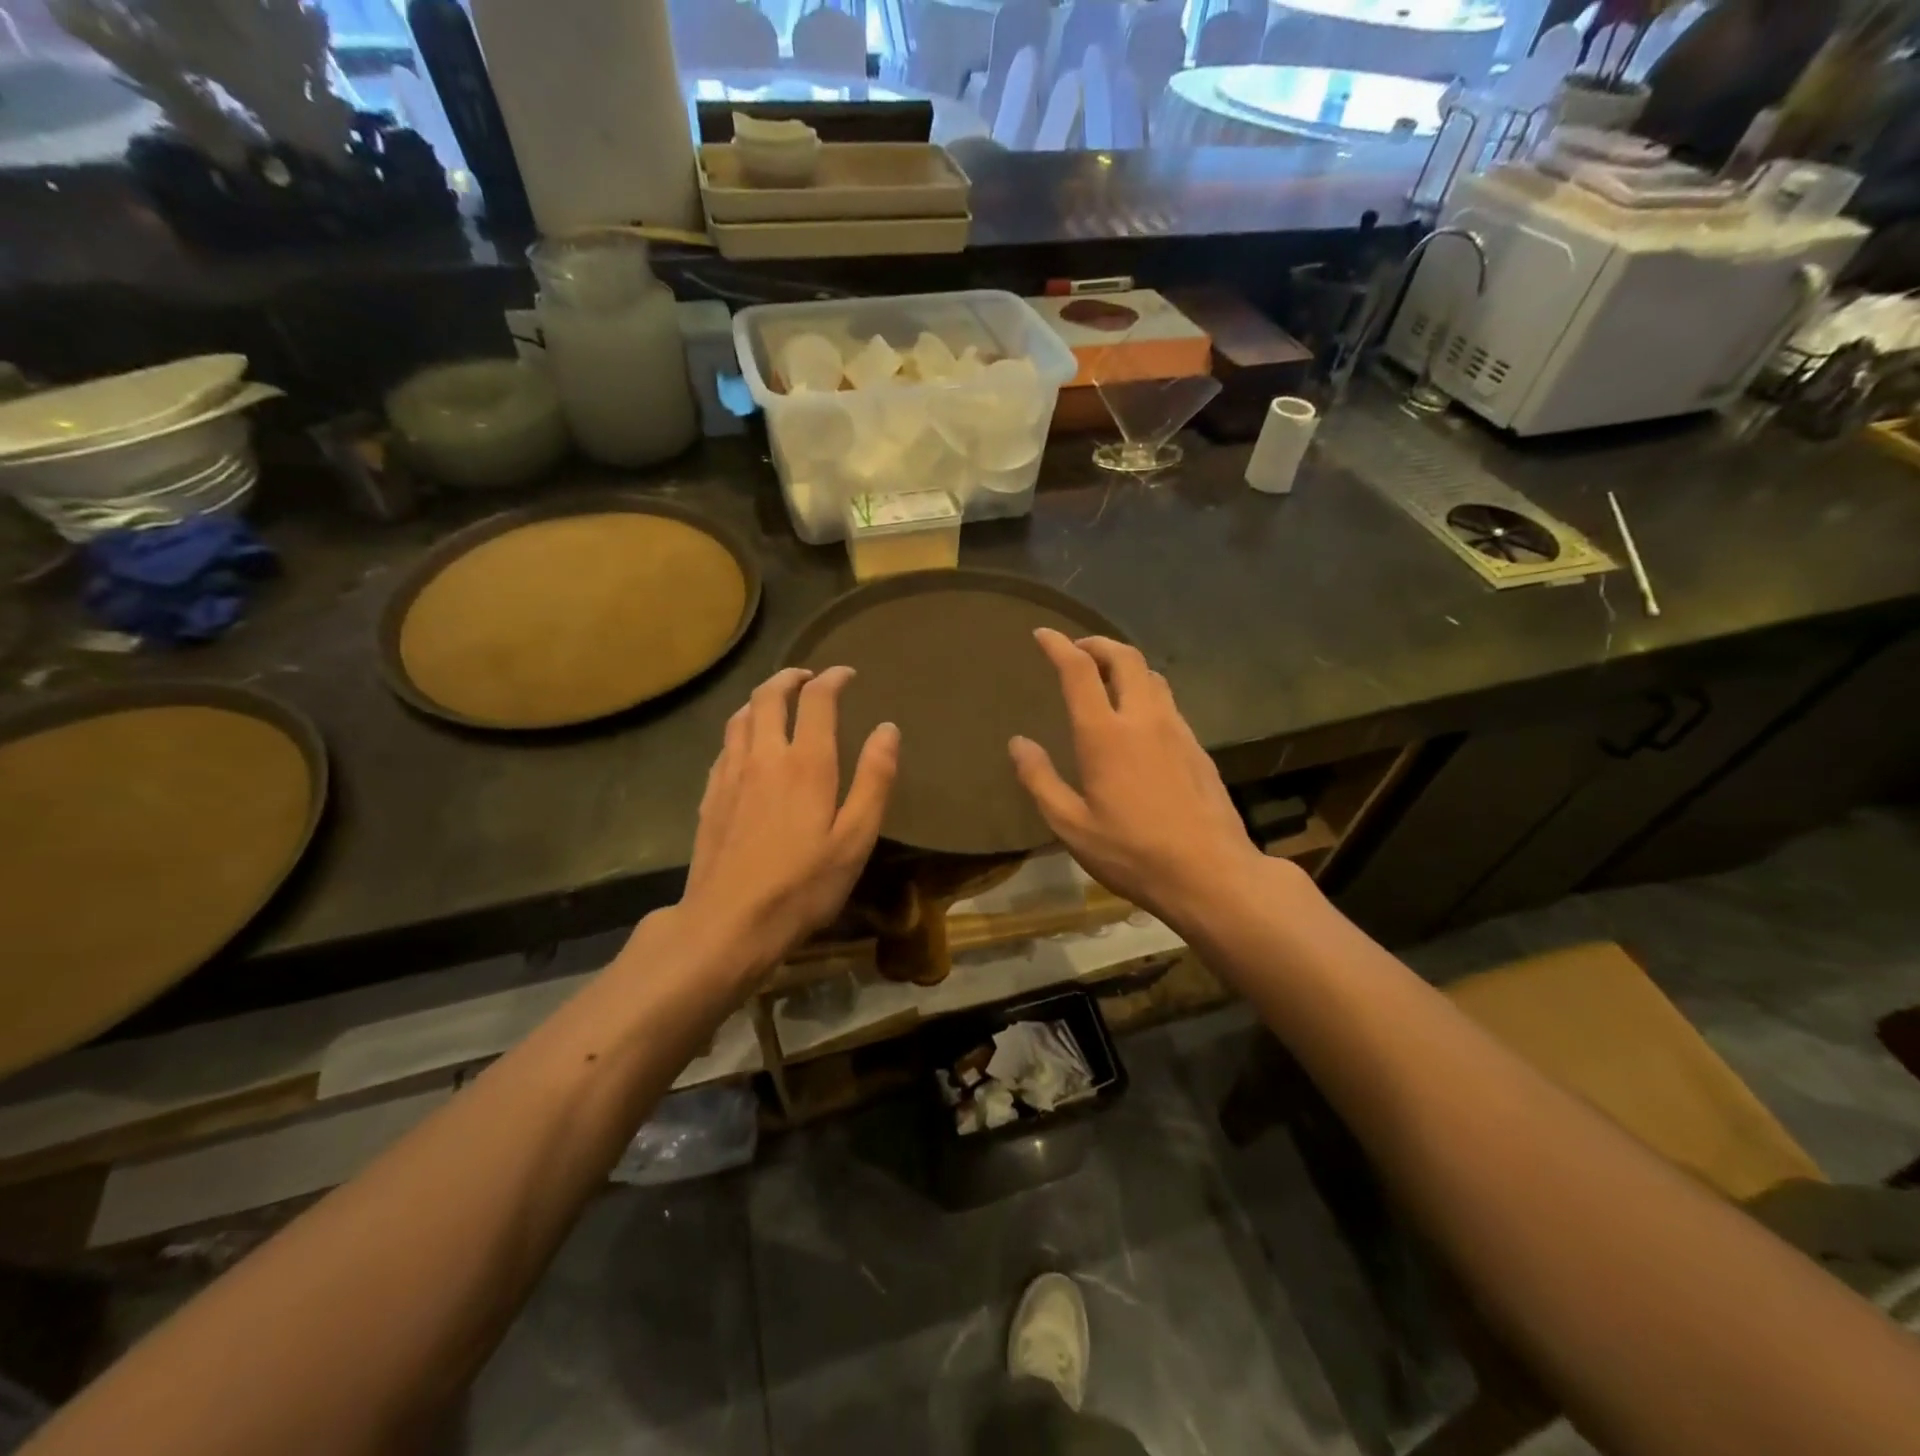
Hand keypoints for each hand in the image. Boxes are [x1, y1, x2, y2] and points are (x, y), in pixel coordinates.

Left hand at [678, 667, 898, 977]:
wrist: (728, 923)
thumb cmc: (802, 885)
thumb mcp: (855, 839)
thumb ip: (874, 780)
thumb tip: (887, 729)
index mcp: (806, 763)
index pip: (817, 699)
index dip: (833, 679)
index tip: (847, 674)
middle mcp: (764, 756)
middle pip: (769, 695)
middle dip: (790, 677)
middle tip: (808, 677)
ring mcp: (730, 774)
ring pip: (741, 716)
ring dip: (761, 698)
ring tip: (777, 701)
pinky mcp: (709, 796)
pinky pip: (725, 745)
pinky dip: (741, 729)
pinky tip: (747, 745)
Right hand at [1009, 631, 1268, 929]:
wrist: (1211, 873)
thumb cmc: (1132, 853)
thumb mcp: (1071, 826)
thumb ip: (1040, 780)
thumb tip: (1018, 743)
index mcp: (1105, 735)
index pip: (1079, 671)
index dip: (1059, 646)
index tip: (1043, 634)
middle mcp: (1144, 719)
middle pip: (1125, 658)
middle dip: (1098, 644)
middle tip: (1078, 649)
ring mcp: (1177, 730)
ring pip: (1152, 676)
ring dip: (1125, 665)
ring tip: (1106, 677)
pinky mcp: (1198, 747)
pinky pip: (1168, 702)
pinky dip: (1146, 692)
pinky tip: (1139, 719)